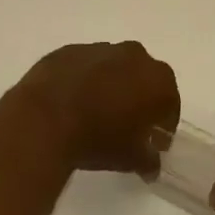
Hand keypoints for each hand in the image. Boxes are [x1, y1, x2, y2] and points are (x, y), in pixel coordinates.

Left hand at [0, 41, 180, 177]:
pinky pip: (85, 66)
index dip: (163, 124)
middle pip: (144, 78)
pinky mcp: (70, 50)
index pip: (170, 103)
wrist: (44, 119)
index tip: (153, 141)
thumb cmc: (98, 138)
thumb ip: (148, 160)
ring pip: (114, 68)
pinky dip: (84, 80)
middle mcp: (134, 56)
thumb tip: (152, 165)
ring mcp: (100, 48)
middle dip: (139, 98)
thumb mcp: (130, 159)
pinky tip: (72, 102)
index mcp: (158, 80)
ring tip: (96, 112)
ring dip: (111, 85)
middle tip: (127, 125)